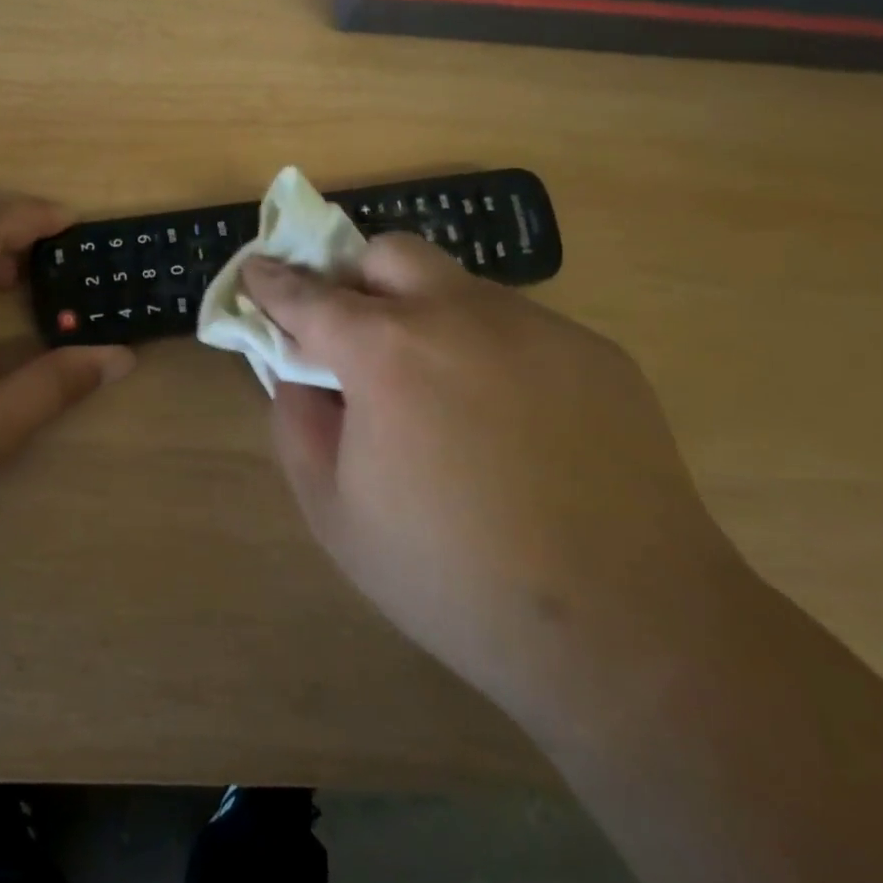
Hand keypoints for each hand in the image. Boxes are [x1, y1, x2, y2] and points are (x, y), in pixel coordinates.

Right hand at [240, 238, 750, 725]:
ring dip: (427, 318)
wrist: (626, 628)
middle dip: (356, 279)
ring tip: (441, 398)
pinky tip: (510, 426)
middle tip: (355, 337)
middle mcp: (462, 315)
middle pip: (391, 254)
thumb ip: (298, 424)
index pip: (310, 296)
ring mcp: (538, 327)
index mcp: (388, 352)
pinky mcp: (596, 353)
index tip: (256, 269)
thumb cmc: (453, 576)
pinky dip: (488, 353)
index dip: (274, 280)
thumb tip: (300, 374)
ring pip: (460, 289)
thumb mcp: (336, 512)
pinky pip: (520, 330)